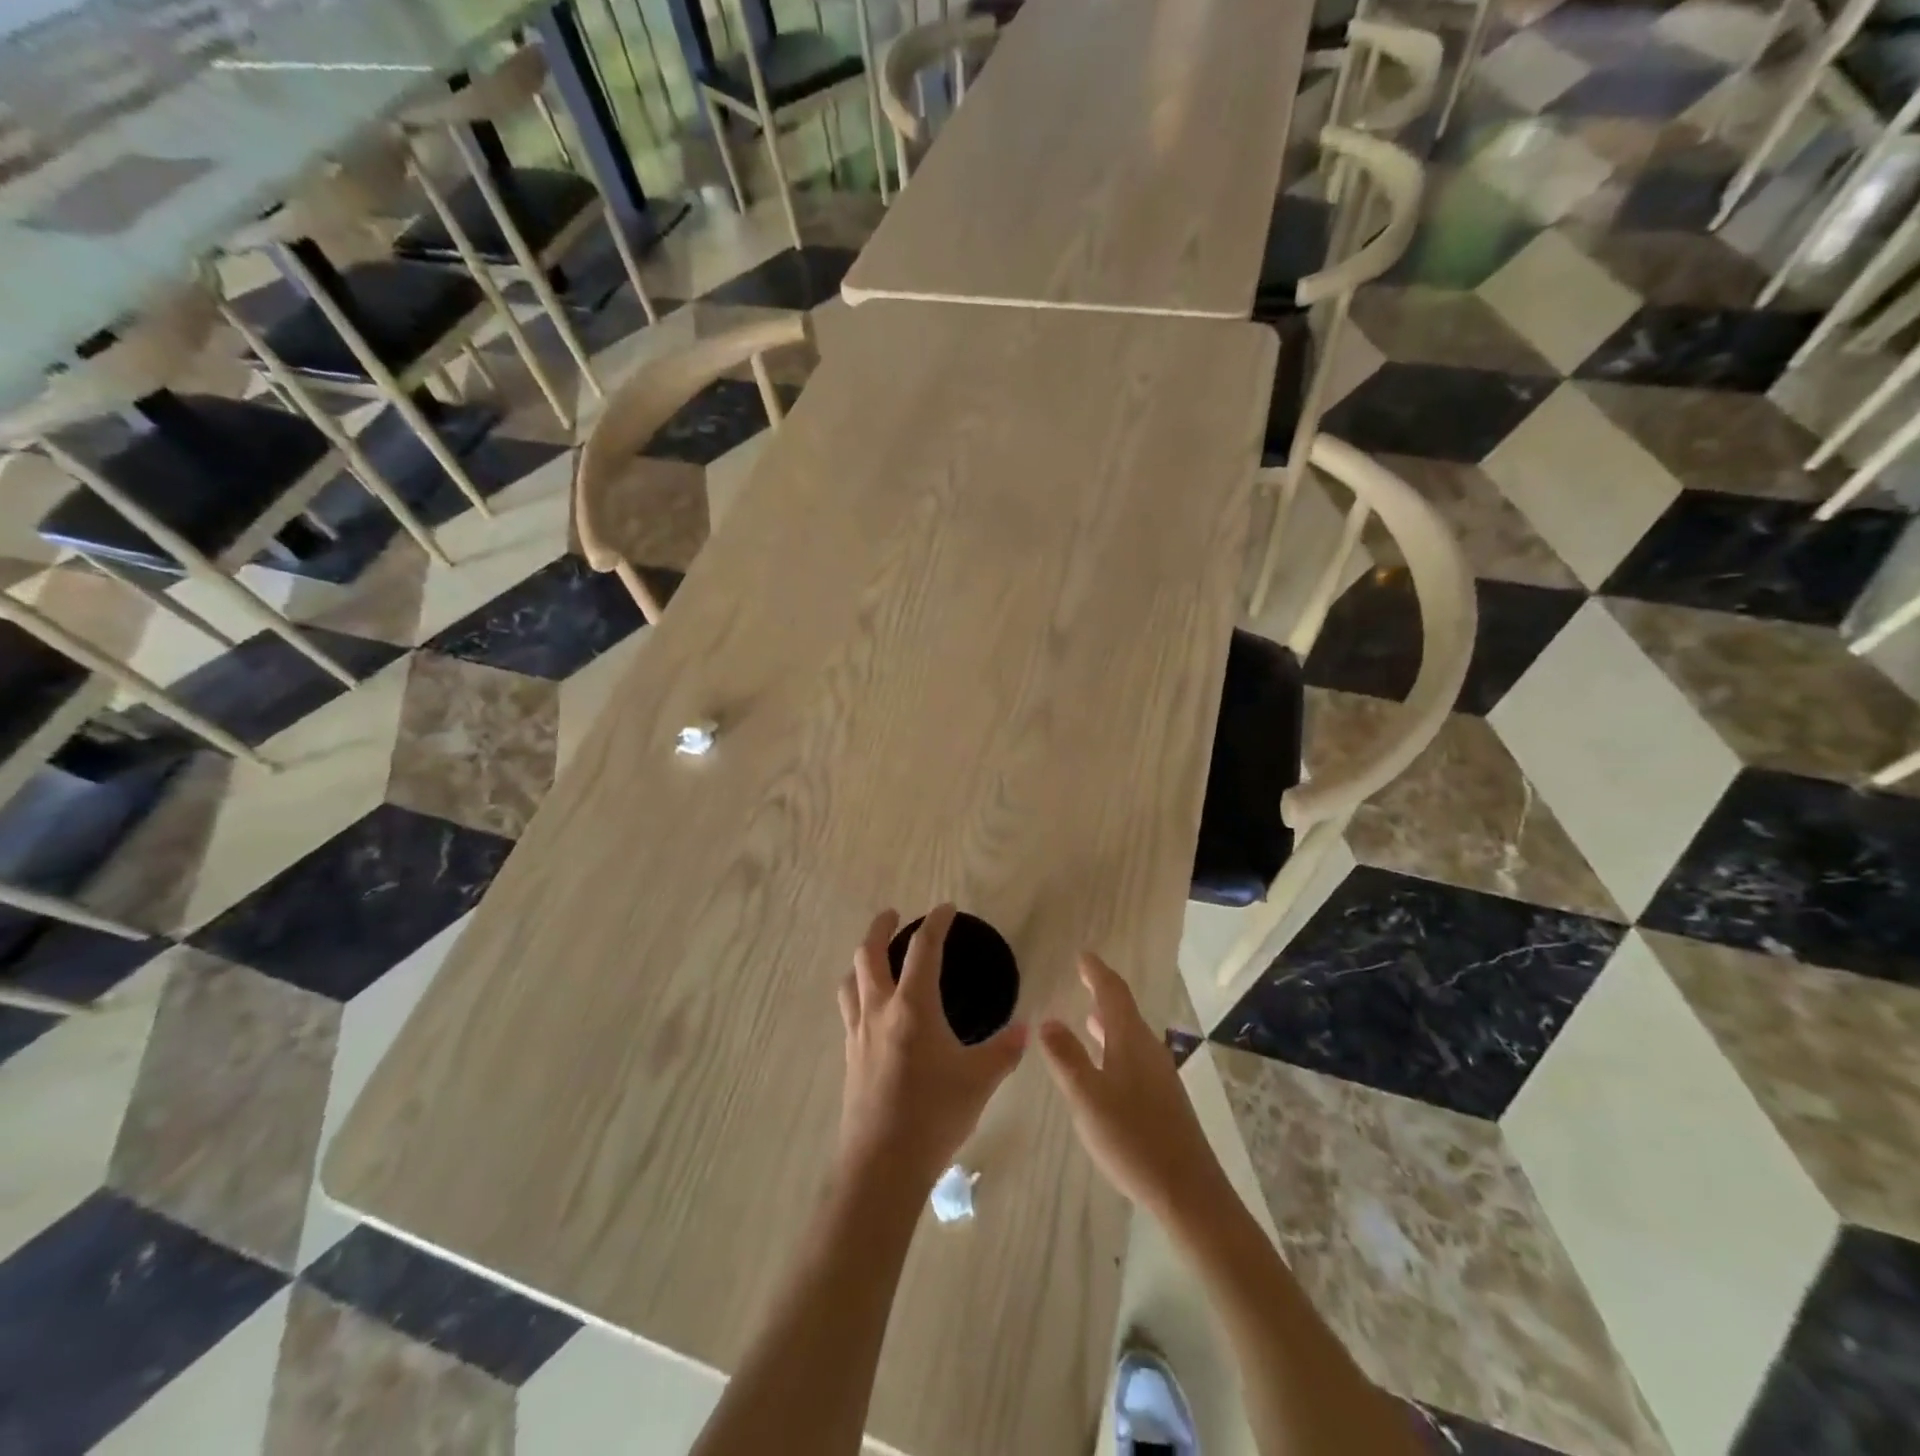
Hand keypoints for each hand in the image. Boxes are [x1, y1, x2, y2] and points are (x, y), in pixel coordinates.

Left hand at [836, 905, 1026, 1194]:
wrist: (881, 1164)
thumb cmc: (933, 1115)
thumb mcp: (979, 1081)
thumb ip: (1004, 1051)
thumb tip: (1024, 1031)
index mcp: (913, 1007)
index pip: (924, 949)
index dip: (936, 923)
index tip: (945, 909)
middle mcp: (880, 1010)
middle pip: (869, 954)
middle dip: (880, 927)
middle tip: (892, 914)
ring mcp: (858, 1033)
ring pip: (851, 980)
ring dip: (862, 960)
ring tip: (874, 957)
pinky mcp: (850, 1056)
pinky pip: (849, 1009)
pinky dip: (858, 993)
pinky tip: (872, 1010)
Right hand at [1039, 954, 1228, 1224]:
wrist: (1189, 1192)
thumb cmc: (1133, 1139)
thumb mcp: (1087, 1097)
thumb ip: (1066, 1057)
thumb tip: (1047, 1020)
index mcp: (1131, 1041)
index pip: (1112, 993)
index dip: (1096, 972)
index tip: (1083, 955)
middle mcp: (1149, 1050)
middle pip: (1124, 1011)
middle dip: (1103, 993)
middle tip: (1083, 979)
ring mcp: (1159, 1076)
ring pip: (1130, 1036)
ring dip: (1109, 1023)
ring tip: (1088, 1018)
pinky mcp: (1164, 1100)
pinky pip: (1134, 1057)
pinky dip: (1115, 1047)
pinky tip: (1105, 1067)